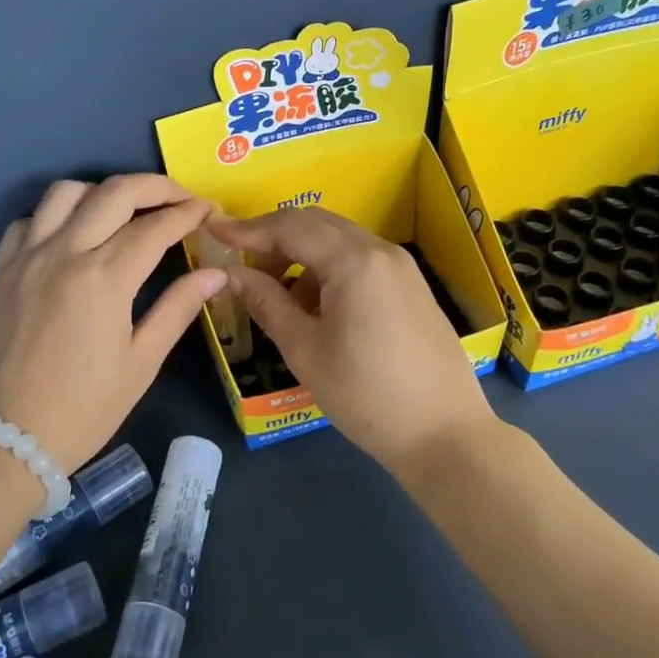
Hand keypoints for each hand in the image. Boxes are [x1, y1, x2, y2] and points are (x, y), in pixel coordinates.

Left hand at [0, 175, 224, 471]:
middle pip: (115, 192)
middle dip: (156, 186)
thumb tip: (215, 273)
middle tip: (181, 199)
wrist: (0, 440)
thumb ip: (178, 309)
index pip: (156, 226)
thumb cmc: (82, 408)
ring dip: (104, 191)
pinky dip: (56, 214)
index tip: (209, 211)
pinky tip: (72, 235)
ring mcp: (27, 256)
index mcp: (105, 277)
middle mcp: (65, 251)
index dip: (189, 212)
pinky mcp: (1, 269)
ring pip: (67, 192)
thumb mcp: (141, 363)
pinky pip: (29, 219)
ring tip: (127, 210)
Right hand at [214, 208, 493, 469]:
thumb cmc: (366, 395)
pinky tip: (316, 307)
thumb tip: (230, 274)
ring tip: (278, 296)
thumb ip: (266, 302)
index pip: (290, 226)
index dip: (248, 228)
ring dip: (302, 255)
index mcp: (354, 261)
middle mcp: (381, 251)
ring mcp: (401, 267)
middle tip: (243, 266)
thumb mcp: (305, 350)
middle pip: (316, 223)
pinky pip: (359, 260)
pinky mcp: (411, 286)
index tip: (214, 233)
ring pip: (338, 240)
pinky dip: (329, 269)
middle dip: (274, 238)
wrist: (444, 434)